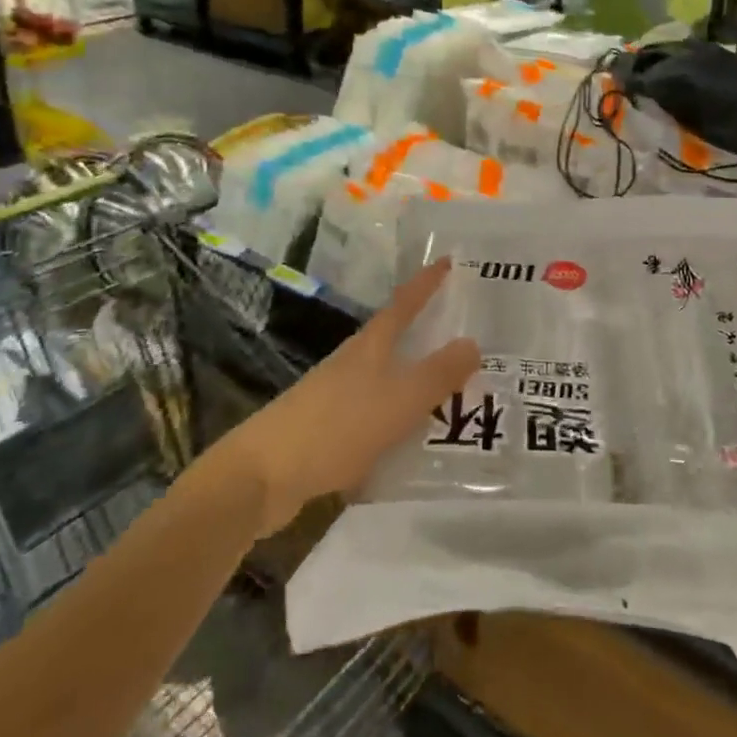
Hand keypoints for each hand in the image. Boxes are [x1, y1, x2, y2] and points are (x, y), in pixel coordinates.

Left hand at [215, 260, 477, 536]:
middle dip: (426, 334)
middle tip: (467, 335)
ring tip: (451, 393)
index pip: (404, 304)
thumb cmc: (336, 427)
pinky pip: (375, 415)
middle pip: (394, 340)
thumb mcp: (398, 400)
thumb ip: (437, 375)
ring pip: (385, 380)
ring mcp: (336, 396)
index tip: (448, 261)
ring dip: (414, 381)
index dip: (426, 283)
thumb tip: (473, 342)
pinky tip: (412, 442)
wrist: (263, 475)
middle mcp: (352, 363)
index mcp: (369, 347)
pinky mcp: (327, 430)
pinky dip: (398, 419)